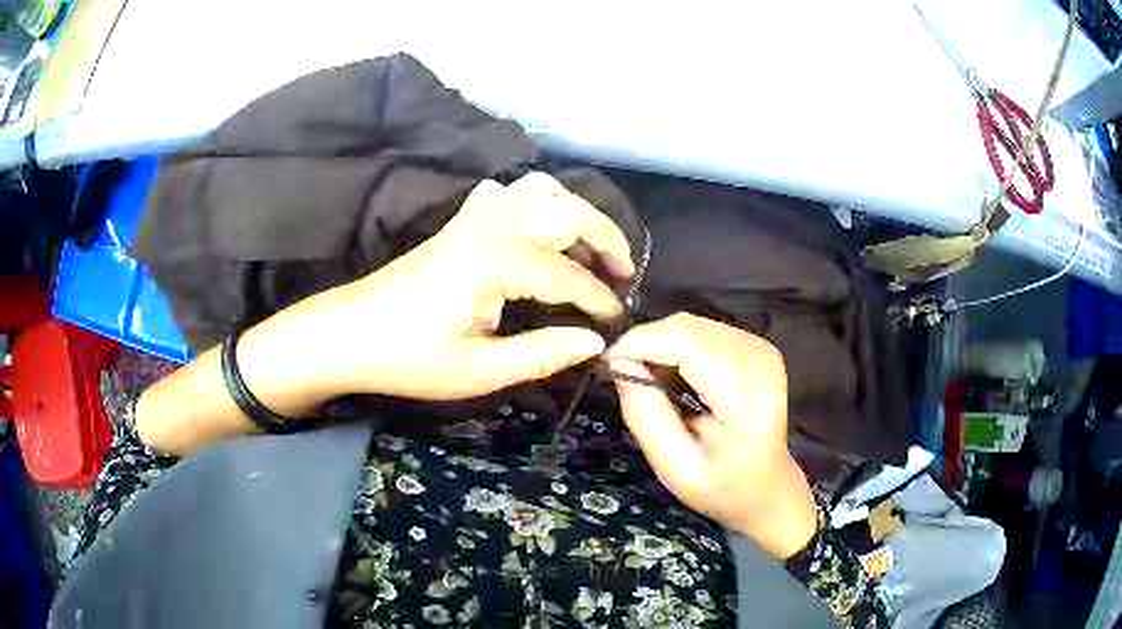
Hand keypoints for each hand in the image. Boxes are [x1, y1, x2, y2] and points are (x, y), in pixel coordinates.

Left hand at [309, 172, 633, 399]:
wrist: (349, 333)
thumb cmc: (410, 357)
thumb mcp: (480, 370)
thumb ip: (543, 353)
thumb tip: (595, 340)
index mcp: (500, 259)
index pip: (569, 275)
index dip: (599, 299)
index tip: (617, 322)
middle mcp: (493, 223)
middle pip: (568, 209)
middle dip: (606, 237)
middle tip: (623, 272)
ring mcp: (474, 215)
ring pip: (541, 190)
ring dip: (573, 214)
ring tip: (588, 250)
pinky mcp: (459, 221)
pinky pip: (508, 194)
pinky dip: (534, 204)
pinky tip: (535, 233)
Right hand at [608, 313, 818, 558]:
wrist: (768, 487)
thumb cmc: (723, 487)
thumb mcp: (674, 467)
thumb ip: (646, 416)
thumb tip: (619, 365)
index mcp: (746, 395)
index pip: (686, 341)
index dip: (641, 343)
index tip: (609, 365)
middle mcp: (759, 359)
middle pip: (688, 327)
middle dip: (647, 343)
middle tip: (624, 375)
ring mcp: (761, 349)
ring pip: (693, 324)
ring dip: (661, 344)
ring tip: (647, 377)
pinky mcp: (757, 346)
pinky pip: (704, 330)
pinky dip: (678, 345)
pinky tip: (672, 373)